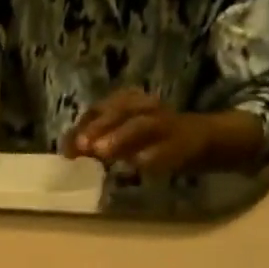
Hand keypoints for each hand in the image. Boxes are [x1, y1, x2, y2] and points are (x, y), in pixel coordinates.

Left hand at [68, 93, 264, 175]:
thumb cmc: (150, 139)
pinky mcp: (183, 142)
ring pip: (143, 124)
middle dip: (99, 127)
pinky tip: (136, 165)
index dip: (83, 126)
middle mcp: (148, 107)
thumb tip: (67, 149)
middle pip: (121, 111)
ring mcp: (167, 124)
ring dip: (120, 137)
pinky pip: (167, 147)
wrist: (202, 139)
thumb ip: (97, 140)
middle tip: (81, 147)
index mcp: (131, 102)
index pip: (102, 108)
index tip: (66, 148)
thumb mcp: (121, 135)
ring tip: (102, 153)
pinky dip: (152, 155)